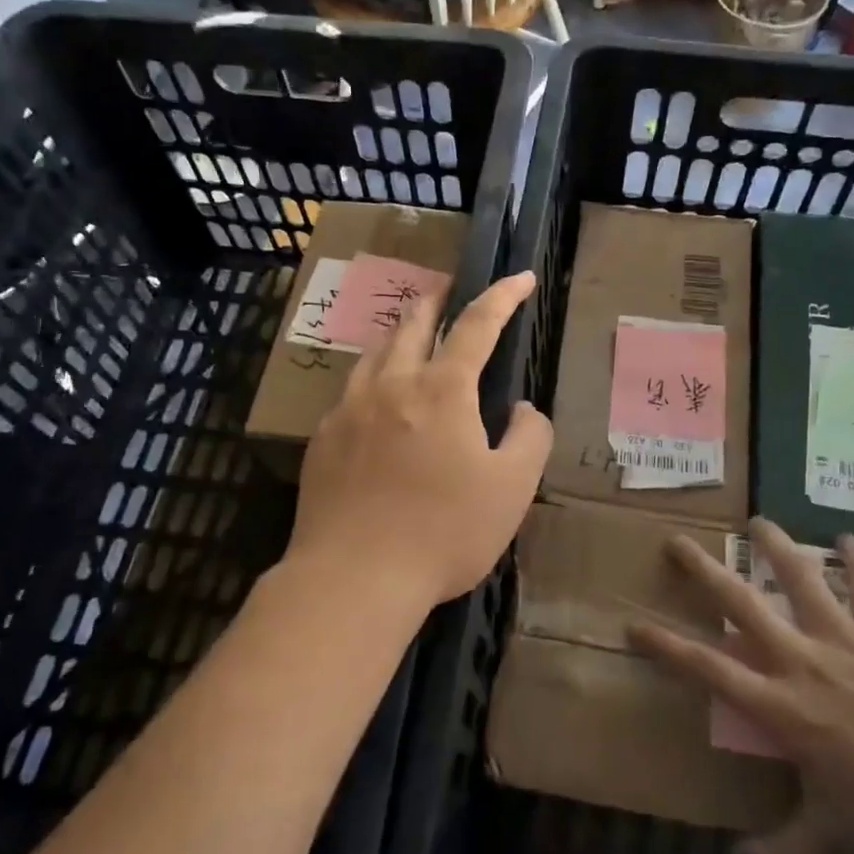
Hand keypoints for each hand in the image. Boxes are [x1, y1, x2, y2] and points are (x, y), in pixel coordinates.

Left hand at [287, 272, 551, 610]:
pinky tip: (376, 398)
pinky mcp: (323, 438)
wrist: (354, 577)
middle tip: (451, 289)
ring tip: (413, 335)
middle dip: (438, 299)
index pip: (478, 324)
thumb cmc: (444, 532)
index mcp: (443, 390)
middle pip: (415, 323)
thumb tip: (522, 409)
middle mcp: (392, 385)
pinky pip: (351, 390)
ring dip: (401, 333)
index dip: (503, 295)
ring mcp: (350, 409)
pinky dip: (374, 376)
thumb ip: (530, 438)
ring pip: (376, 351)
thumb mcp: (512, 489)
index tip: (520, 276)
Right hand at [630, 520, 853, 853]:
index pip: (708, 668)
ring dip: (775, 546)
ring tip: (756, 521)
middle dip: (703, 570)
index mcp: (782, 707)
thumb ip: (785, 853)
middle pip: (741, 604)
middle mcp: (803, 660)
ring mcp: (845, 638)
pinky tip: (847, 537)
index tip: (633, 625)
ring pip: (800, 578)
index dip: (666, 646)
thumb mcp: (836, 840)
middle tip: (676, 542)